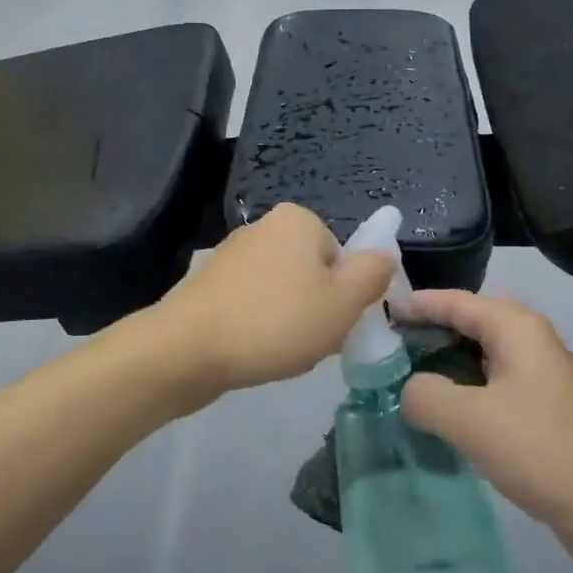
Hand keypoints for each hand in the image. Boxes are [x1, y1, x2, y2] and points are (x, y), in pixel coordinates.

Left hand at [156, 204, 391, 395]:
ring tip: (279, 352)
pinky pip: (253, 305)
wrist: (187, 349)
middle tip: (311, 342)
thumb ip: (373, 275)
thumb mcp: (343, 302)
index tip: (335, 324)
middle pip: (313, 274)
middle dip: (317, 310)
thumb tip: (385, 256)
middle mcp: (264, 227)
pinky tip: (254, 352)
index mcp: (298, 219)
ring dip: (290, 323)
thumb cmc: (275, 321)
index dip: (345, 295)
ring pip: (284, 293)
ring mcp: (232, 255)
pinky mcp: (210, 285)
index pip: (342, 257)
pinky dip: (260, 327)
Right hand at [398, 292, 572, 572]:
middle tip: (378, 352)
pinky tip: (434, 419)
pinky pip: (488, 391)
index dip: (413, 305)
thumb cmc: (544, 449)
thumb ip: (425, 395)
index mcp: (514, 328)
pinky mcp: (539, 415)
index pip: (453, 301)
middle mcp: (527, 343)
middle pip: (465, 325)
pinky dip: (459, 396)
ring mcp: (536, 380)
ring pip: (476, 361)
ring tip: (396, 384)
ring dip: (440, 368)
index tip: (374, 314)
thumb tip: (410, 391)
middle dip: (424, 335)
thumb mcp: (470, 419)